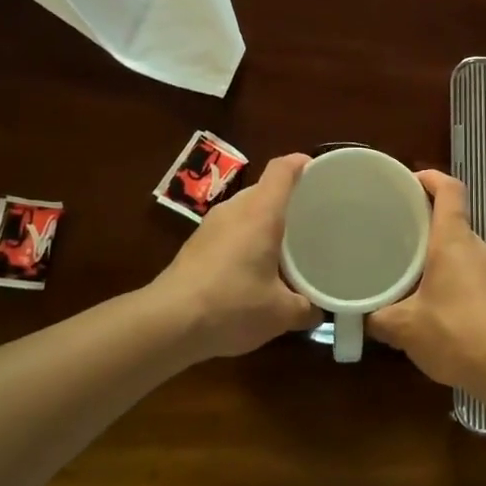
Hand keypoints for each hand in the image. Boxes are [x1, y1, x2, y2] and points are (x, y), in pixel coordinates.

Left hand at [150, 154, 320, 360]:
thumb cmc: (232, 305)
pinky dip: (244, 239)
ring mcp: (210, 226)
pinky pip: (229, 230)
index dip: (301, 163)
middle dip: (286, 199)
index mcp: (261, 212)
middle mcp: (235, 209)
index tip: (319, 170)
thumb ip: (305, 308)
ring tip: (283, 245)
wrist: (167, 323)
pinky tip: (251, 268)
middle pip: (264, 189)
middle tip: (310, 218)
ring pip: (244, 211)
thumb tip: (316, 310)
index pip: (282, 170)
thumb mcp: (280, 313)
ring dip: (263, 222)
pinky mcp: (194, 245)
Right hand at [367, 170, 485, 392]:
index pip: (449, 189)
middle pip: (452, 219)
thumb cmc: (455, 332)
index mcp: (453, 240)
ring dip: (436, 254)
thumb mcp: (404, 327)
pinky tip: (430, 302)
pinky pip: (469, 272)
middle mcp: (476, 246)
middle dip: (423, 221)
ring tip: (406, 269)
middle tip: (392, 231)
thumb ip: (377, 316)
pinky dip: (449, 276)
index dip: (430, 178)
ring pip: (460, 249)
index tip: (407, 181)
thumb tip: (359, 315)